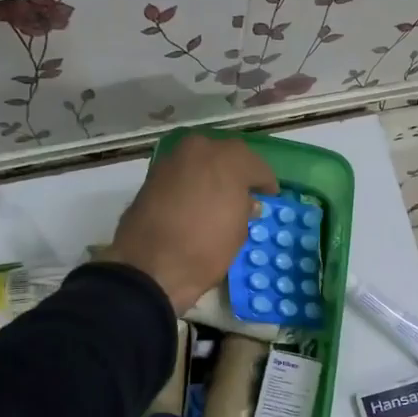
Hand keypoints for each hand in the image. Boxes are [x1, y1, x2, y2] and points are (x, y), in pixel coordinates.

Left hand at [108, 133, 277, 312]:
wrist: (148, 267)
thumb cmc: (204, 250)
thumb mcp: (238, 233)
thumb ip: (245, 209)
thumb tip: (246, 203)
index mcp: (229, 160)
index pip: (257, 166)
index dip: (265, 183)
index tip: (269, 196)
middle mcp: (200, 149)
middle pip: (227, 155)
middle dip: (237, 172)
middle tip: (244, 193)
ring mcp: (172, 159)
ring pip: (201, 160)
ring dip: (212, 174)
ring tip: (218, 198)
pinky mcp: (152, 175)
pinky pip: (182, 172)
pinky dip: (191, 182)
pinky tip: (196, 201)